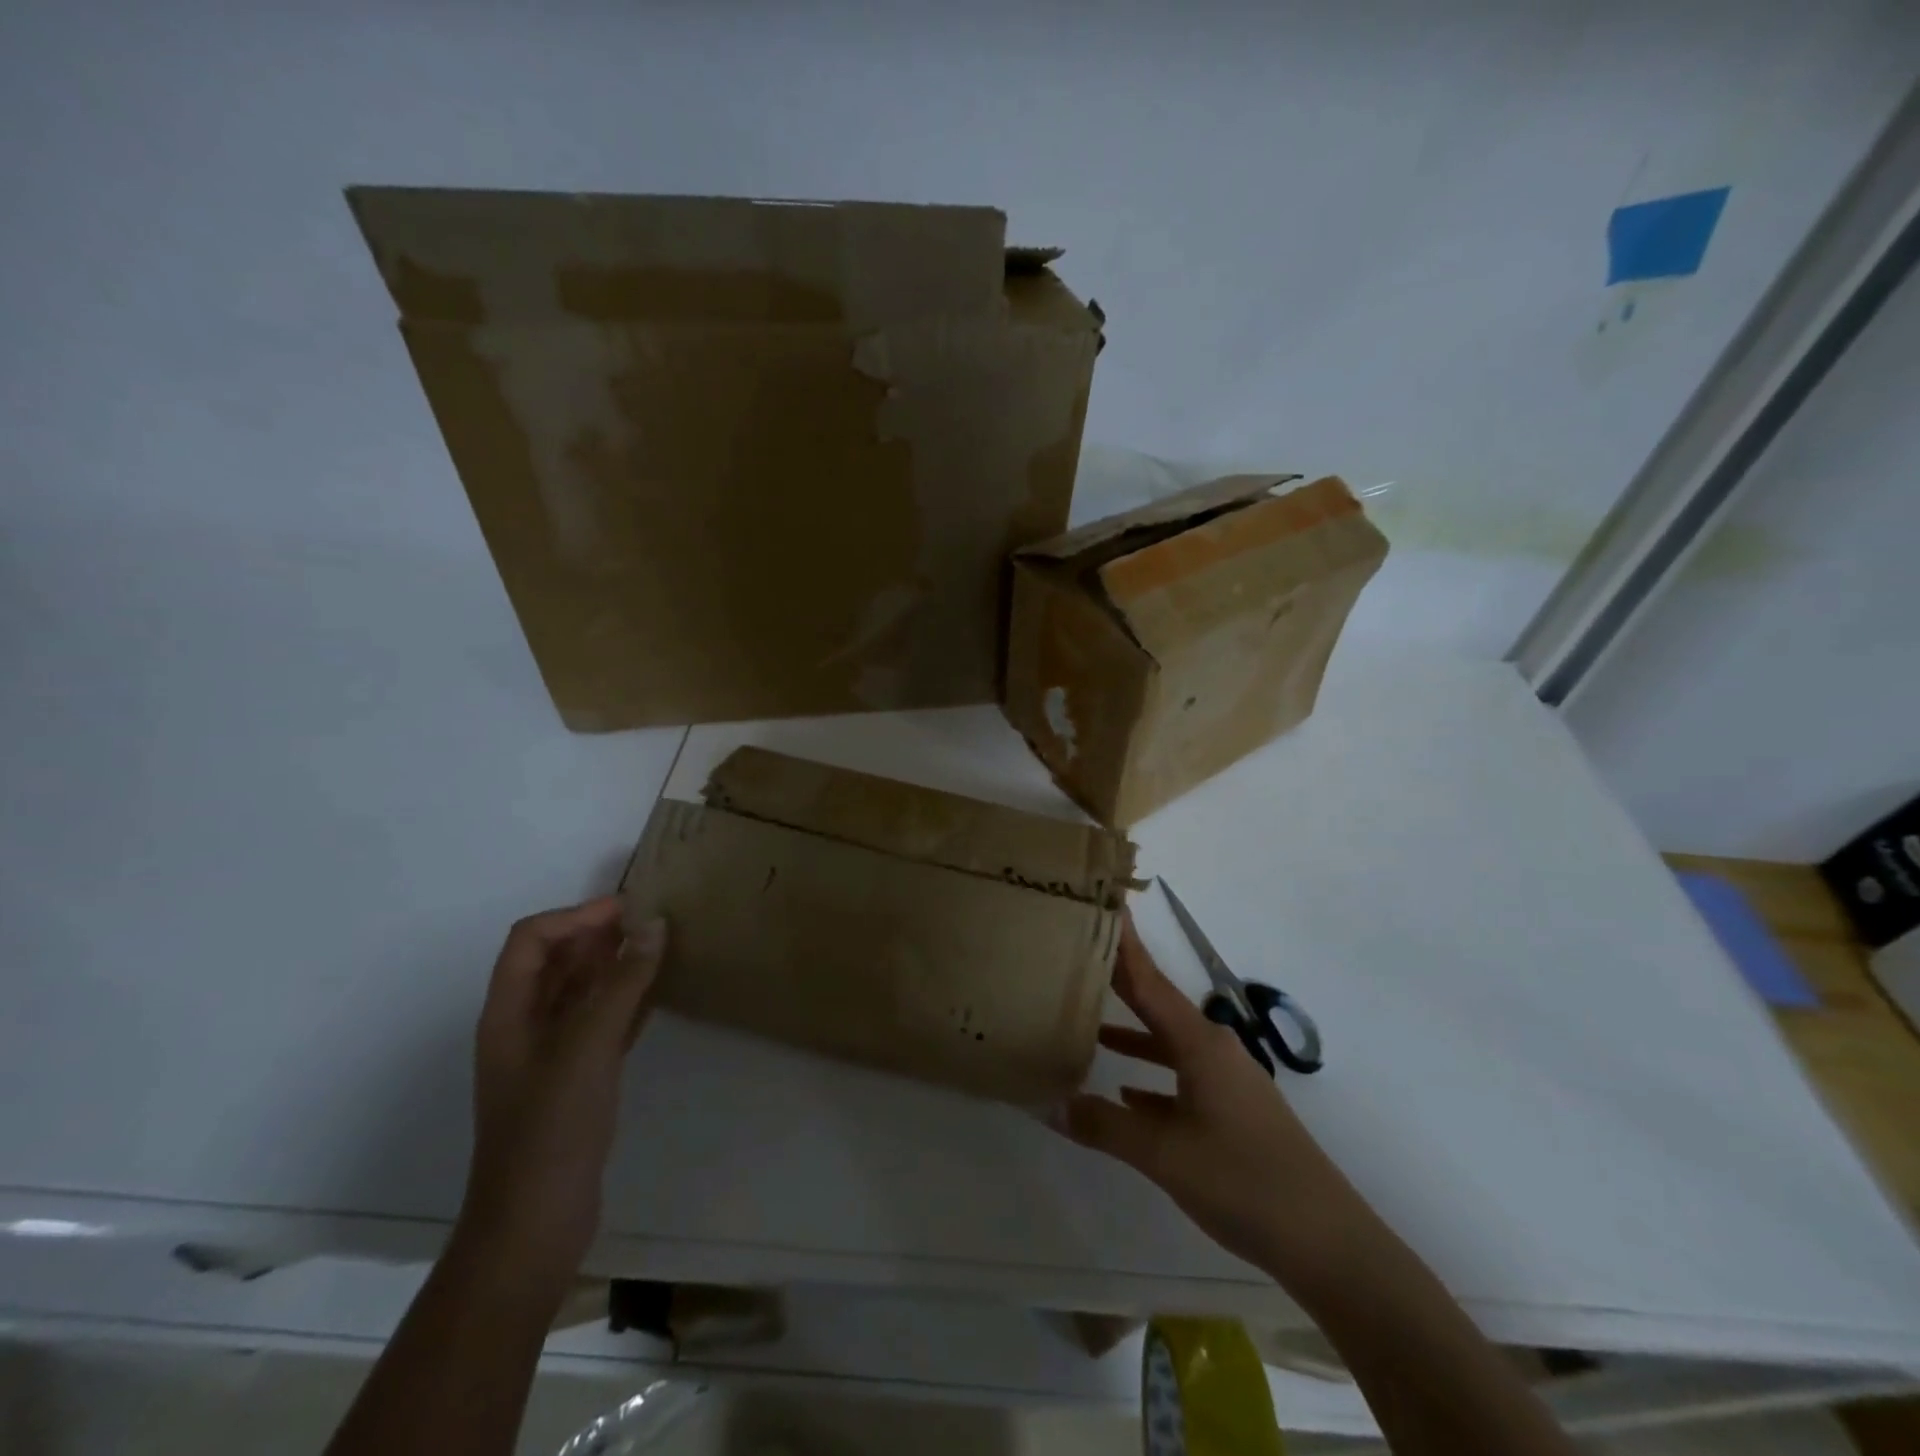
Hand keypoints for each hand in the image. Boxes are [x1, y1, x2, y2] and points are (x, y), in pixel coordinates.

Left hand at [456, 897, 666, 1297]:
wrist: (535, 1221)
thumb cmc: (551, 1127)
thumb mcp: (588, 1045)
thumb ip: (622, 982)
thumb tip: (653, 925)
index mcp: (509, 1012)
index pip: (532, 940)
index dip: (576, 916)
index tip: (628, 909)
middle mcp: (525, 1025)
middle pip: (557, 961)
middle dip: (598, 934)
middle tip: (652, 921)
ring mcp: (551, 1054)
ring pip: (582, 991)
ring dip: (616, 965)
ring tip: (661, 947)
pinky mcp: (577, 1078)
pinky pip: (602, 1022)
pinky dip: (627, 1000)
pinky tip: (659, 993)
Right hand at [1062, 917, 1365, 1280]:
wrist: (1328, 1243)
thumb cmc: (1243, 1181)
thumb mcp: (1164, 1154)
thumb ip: (1103, 1126)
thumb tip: (1046, 1103)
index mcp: (1199, 1043)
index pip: (1149, 981)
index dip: (1124, 945)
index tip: (1105, 905)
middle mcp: (1213, 1049)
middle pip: (1157, 1005)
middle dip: (1121, 982)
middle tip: (1081, 955)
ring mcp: (1226, 1081)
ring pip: (1167, 1043)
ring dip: (1132, 1032)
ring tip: (1088, 1023)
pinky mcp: (1232, 1112)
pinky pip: (1181, 1077)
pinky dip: (1150, 1077)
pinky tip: (1125, 1093)